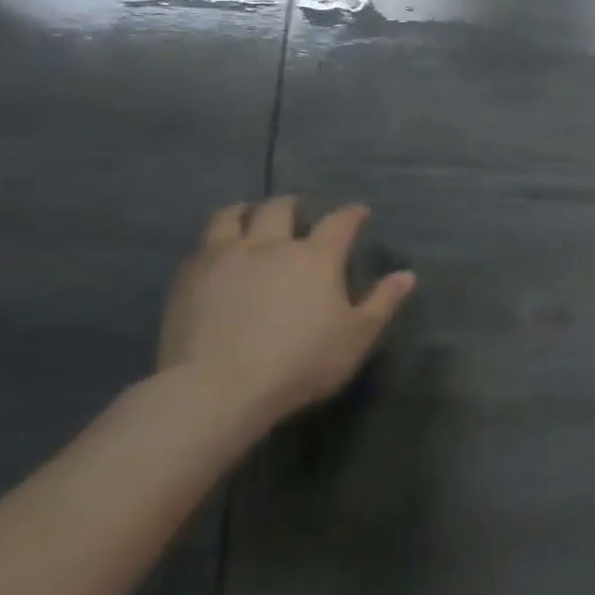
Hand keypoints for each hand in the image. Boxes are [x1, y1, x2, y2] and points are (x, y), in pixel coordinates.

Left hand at [157, 197, 416, 425]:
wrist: (216, 389)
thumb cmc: (300, 362)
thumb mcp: (357, 336)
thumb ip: (382, 302)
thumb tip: (407, 275)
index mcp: (315, 257)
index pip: (339, 222)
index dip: (352, 214)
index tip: (359, 212)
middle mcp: (270, 246)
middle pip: (280, 209)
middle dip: (294, 205)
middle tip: (299, 212)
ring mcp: (223, 259)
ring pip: (230, 217)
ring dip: (245, 212)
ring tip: (249, 217)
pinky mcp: (187, 279)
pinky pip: (201, 246)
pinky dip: (214, 242)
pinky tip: (217, 254)